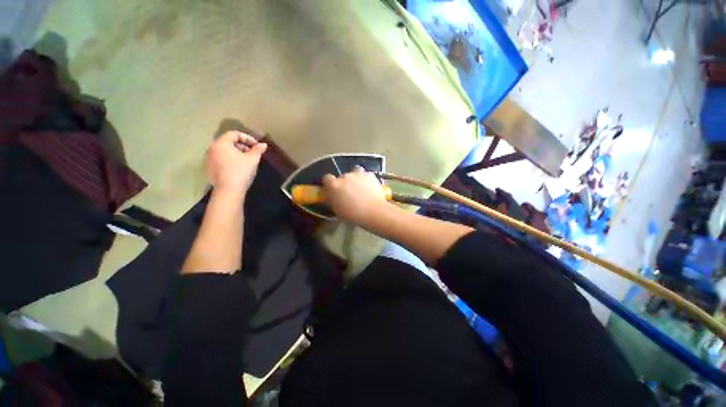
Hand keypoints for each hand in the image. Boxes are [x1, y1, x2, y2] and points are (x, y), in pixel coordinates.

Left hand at [206, 130, 266, 194]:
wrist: (228, 190)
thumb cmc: (241, 171)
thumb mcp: (253, 159)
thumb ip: (258, 150)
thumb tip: (263, 145)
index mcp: (221, 143)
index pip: (234, 134)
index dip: (247, 138)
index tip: (256, 146)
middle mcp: (212, 149)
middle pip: (228, 142)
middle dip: (242, 145)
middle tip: (252, 153)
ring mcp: (209, 159)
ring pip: (224, 151)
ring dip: (236, 153)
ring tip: (246, 161)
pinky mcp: (209, 169)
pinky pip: (220, 159)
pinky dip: (230, 160)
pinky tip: (238, 168)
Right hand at [322, 168, 390, 223]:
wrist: (373, 211)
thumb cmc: (353, 215)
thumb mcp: (337, 210)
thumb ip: (333, 200)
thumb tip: (332, 197)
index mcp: (334, 185)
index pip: (327, 178)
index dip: (330, 184)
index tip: (334, 190)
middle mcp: (345, 176)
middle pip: (342, 177)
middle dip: (345, 184)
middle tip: (350, 194)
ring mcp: (358, 174)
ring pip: (354, 174)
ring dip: (355, 181)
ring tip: (361, 191)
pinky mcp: (369, 174)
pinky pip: (365, 176)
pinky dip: (366, 181)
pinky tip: (370, 189)